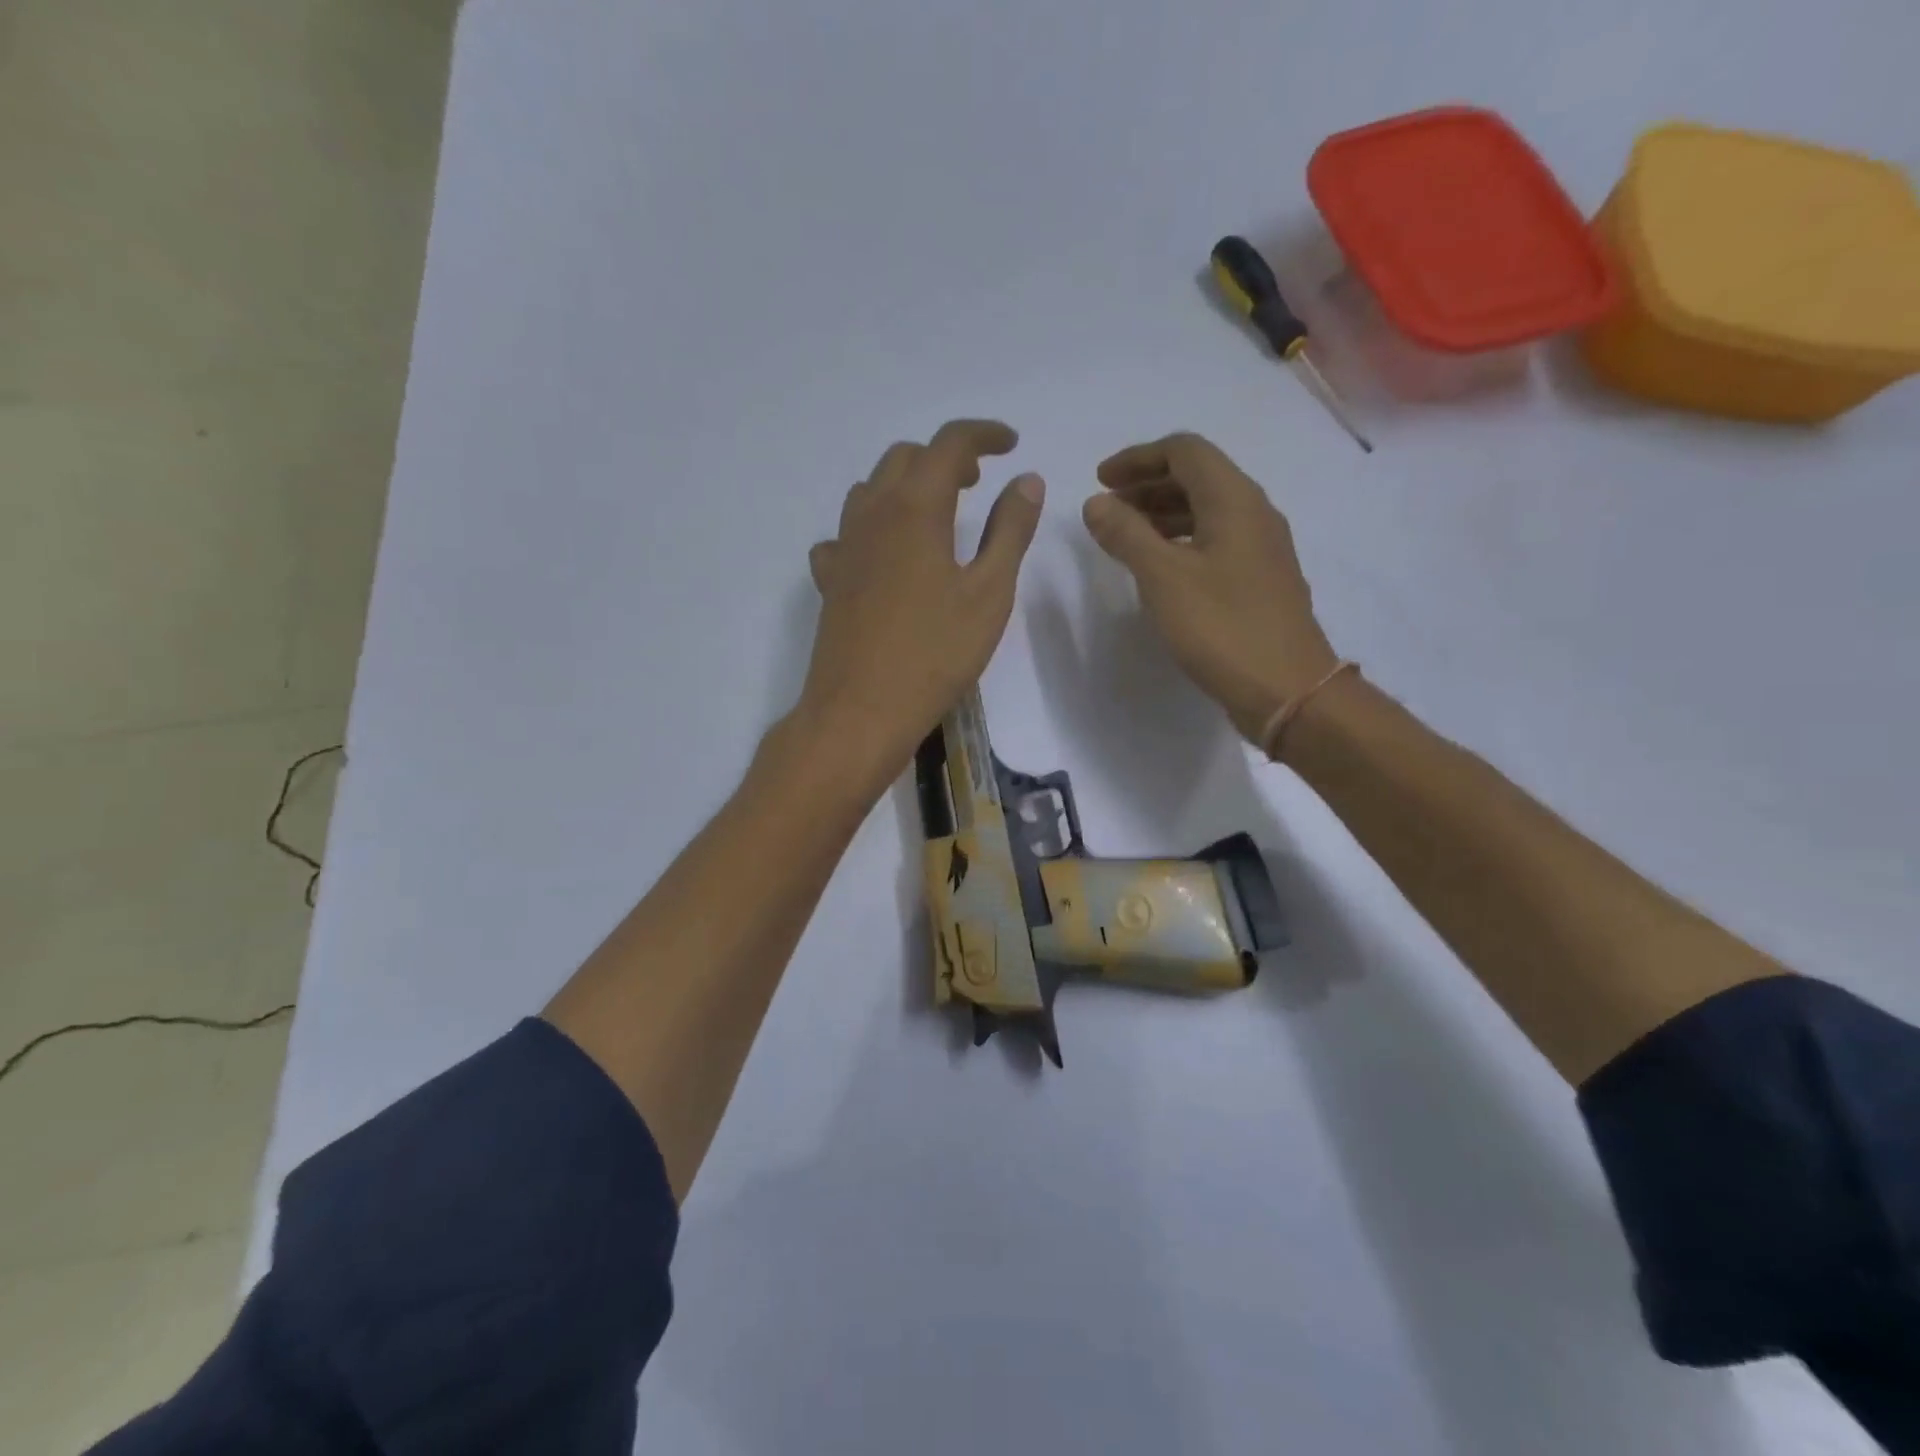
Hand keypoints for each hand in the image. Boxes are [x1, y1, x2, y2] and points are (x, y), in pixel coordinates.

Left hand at [798, 419, 1044, 775]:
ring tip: (937, 513)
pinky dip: (872, 527)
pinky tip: (887, 556)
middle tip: (977, 481)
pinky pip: (847, 534)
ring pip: (871, 489)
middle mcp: (873, 515)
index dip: (982, 434)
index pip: (948, 444)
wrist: (861, 710)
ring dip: (906, 485)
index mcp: (916, 508)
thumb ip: (1010, 530)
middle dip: (944, 457)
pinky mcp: (830, 580)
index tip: (1010, 444)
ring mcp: (844, 547)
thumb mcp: (989, 592)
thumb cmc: (935, 653)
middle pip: (904, 458)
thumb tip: (1026, 480)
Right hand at [1082, 433, 1337, 744]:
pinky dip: (1181, 541)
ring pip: (1206, 510)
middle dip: (1147, 484)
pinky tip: (1160, 568)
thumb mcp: (1163, 578)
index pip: (1185, 451)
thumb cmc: (1222, 627)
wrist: (1286, 689)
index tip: (1100, 481)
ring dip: (1162, 513)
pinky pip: (1215, 540)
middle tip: (1107, 508)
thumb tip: (1096, 503)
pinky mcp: (1260, 579)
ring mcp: (1261, 548)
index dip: (1138, 458)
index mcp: (1234, 500)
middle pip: (1198, 477)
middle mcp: (1254, 513)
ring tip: (1125, 536)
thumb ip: (1127, 535)